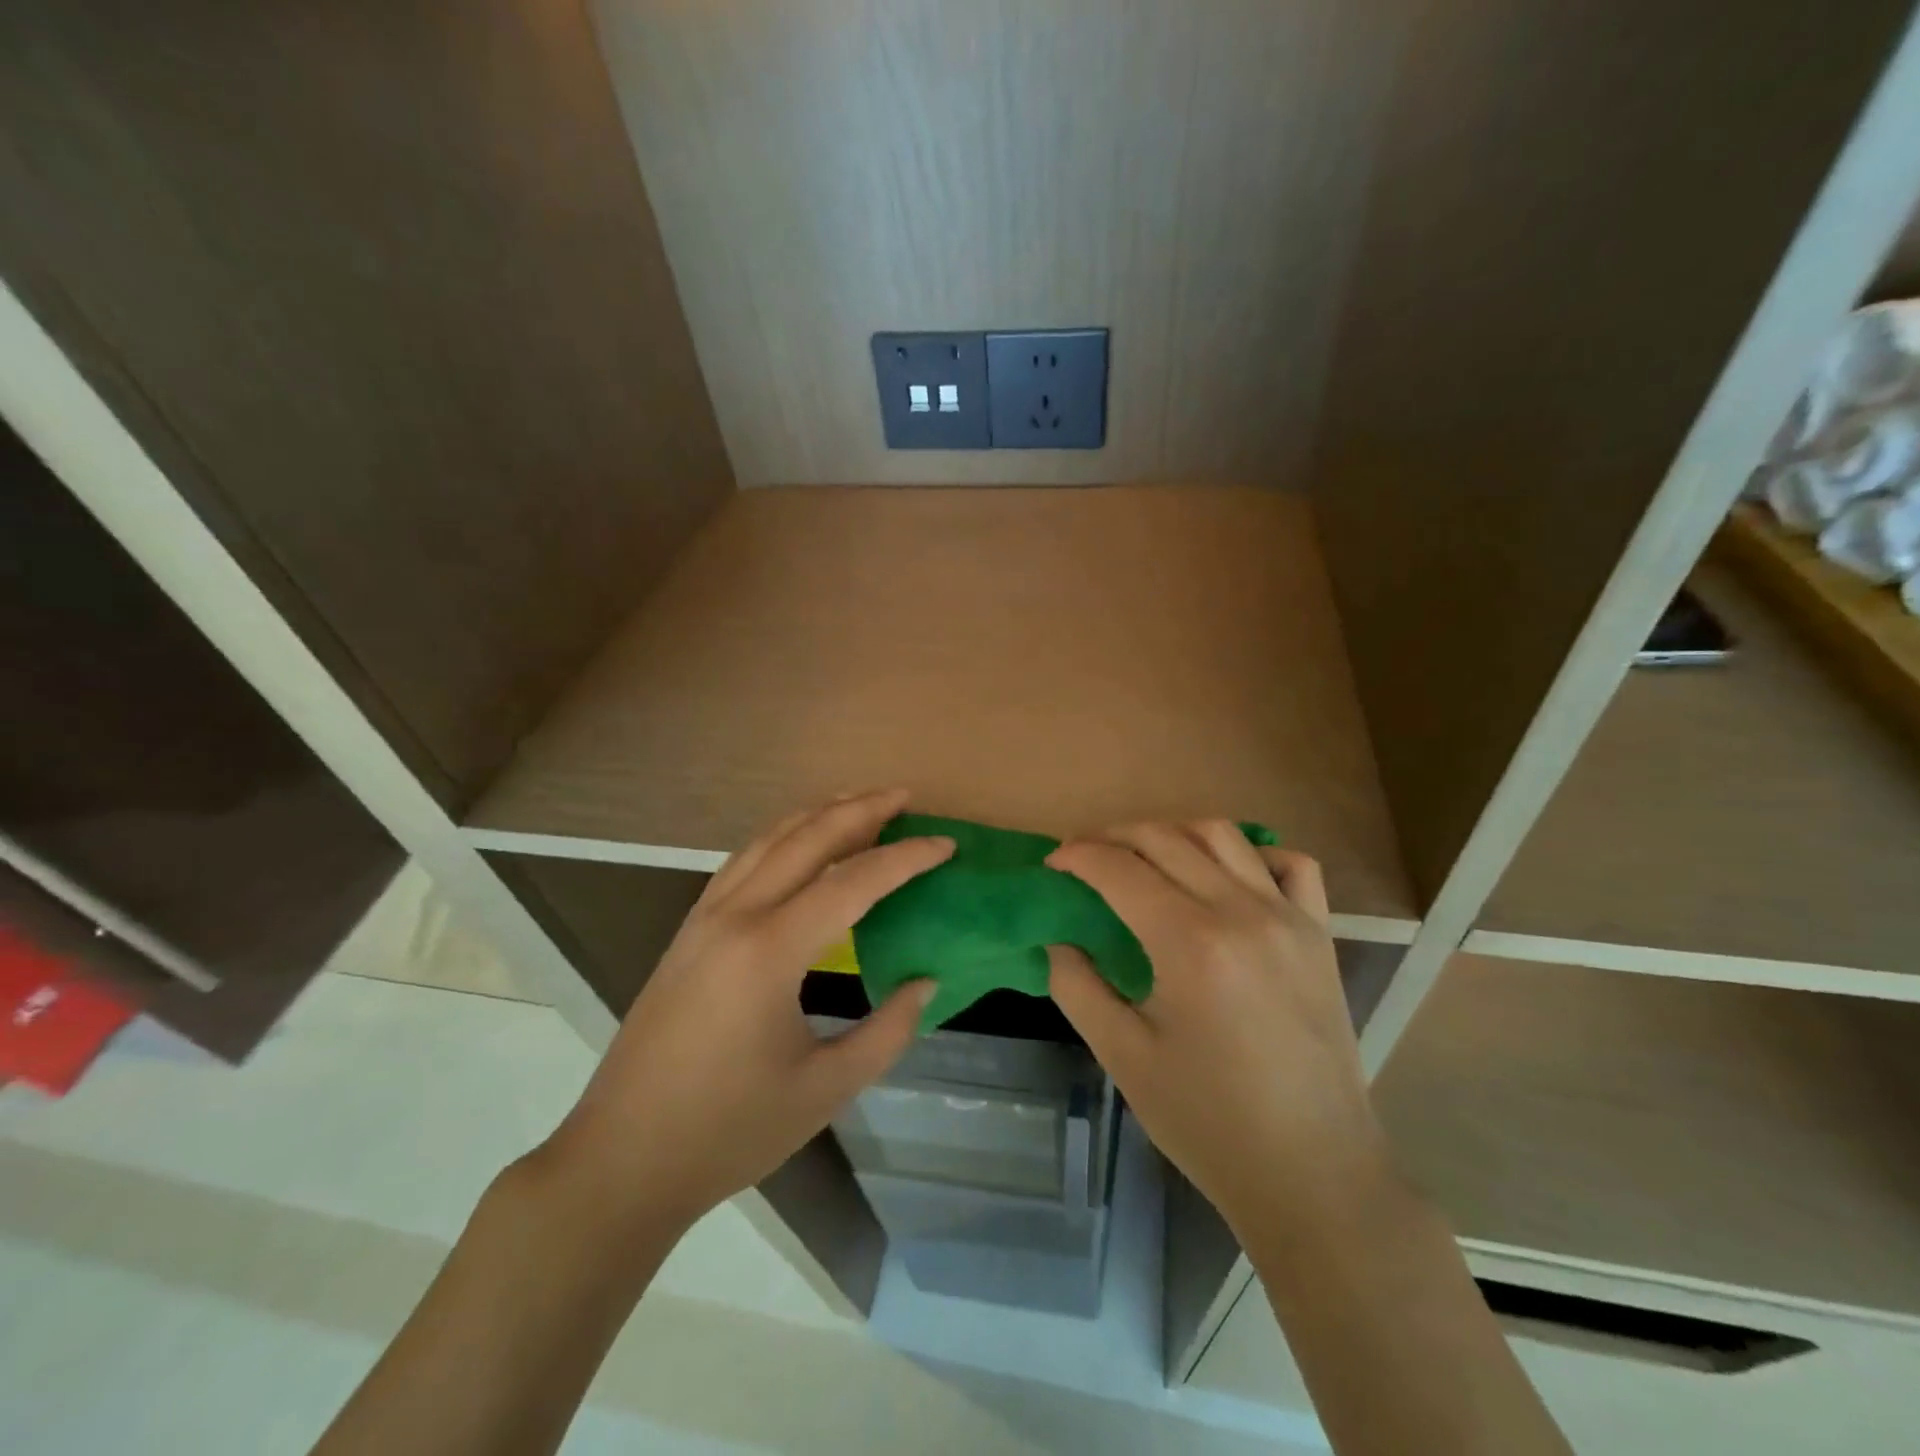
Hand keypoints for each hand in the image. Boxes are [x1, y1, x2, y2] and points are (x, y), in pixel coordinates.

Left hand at [538, 790, 951, 1230]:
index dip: (905, 858)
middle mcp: (735, 916)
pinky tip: (799, 843)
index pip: (852, 882)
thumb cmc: (729, 1131)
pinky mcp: (688, 931)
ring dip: (817, 814)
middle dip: (860, 810)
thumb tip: (925, 981)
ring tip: (859, 803)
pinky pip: (743, 861)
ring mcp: (704, 918)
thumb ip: (887, 1031)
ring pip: (768, 840)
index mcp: (770, 951)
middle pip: (806, 838)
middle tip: (905, 797)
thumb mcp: (825, 1089)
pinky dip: (781, 837)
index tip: (945, 845)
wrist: (621, 1160)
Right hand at [1045, 823, 1387, 1238]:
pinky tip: (1226, 876)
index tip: (1052, 864)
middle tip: (1083, 857)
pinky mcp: (1319, 933)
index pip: (1119, 869)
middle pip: (1164, 838)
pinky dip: (1251, 853)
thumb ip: (1077, 986)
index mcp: (1189, 943)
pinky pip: (1289, 864)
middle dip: (1113, 836)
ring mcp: (1288, 917)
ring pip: (1221, 835)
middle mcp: (1241, 911)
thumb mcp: (1123, 1057)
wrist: (1313, 1172)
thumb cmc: (1208, 1122)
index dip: (1077, 856)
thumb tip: (1057, 938)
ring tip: (1142, 856)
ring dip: (1171, 832)